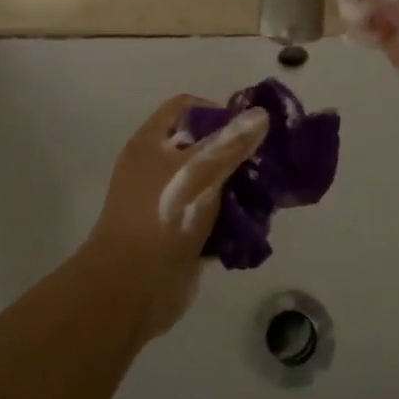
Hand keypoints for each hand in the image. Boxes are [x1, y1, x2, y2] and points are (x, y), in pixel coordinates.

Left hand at [82, 94, 268, 336]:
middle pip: (202, 145)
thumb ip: (231, 143)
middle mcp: (157, 167)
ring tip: (266, 194)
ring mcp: (168, 202)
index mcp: (152, 143)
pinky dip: (232, 219)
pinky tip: (255, 225)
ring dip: (238, 188)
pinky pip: (212, 217)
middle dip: (234, 153)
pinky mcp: (180, 234)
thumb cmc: (161, 217)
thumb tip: (261, 113)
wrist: (131, 290)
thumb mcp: (199, 172)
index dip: (216, 111)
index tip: (246, 129)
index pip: (185, 108)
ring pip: (210, 183)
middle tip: (265, 163)